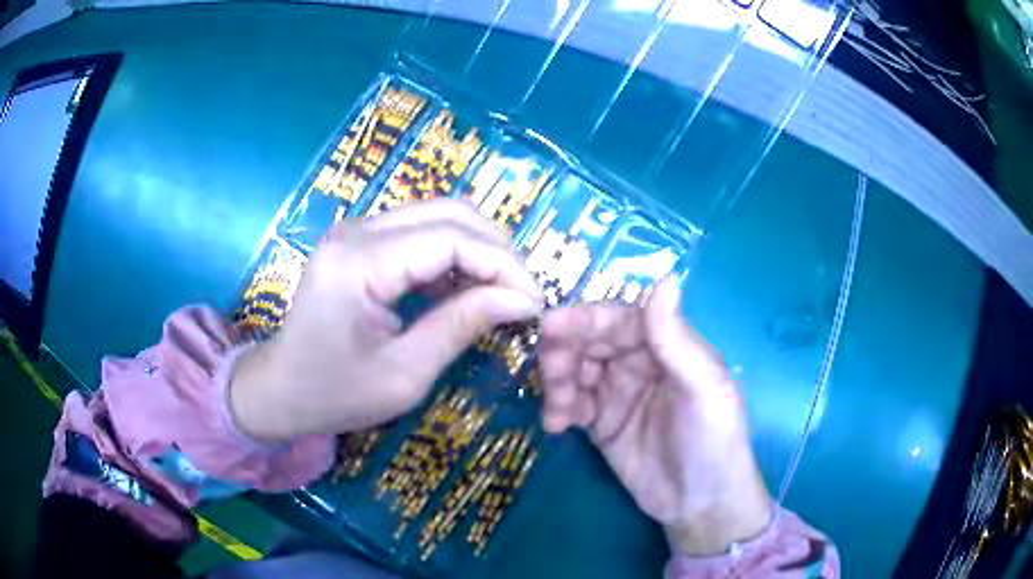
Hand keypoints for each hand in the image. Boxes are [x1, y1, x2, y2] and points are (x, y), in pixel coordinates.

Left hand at [230, 199, 542, 441]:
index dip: (504, 265)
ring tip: (502, 293)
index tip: (536, 303)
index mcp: (360, 262)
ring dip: (480, 249)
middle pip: (450, 212)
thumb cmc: (334, 393)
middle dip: (498, 250)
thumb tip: (523, 301)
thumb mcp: (404, 375)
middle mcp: (358, 230)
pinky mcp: (362, 241)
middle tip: (523, 296)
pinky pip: (421, 232)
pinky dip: (455, 255)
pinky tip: (468, 290)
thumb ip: (462, 326)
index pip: (452, 238)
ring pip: (440, 215)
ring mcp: (358, 230)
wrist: (279, 389)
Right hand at [538, 279, 771, 555]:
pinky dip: (559, 409)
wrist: (700, 505)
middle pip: (591, 341)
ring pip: (575, 370)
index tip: (551, 326)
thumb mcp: (703, 389)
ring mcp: (617, 393)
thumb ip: (677, 339)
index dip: (586, 319)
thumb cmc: (713, 441)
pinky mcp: (601, 423)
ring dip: (558, 382)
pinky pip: (572, 404)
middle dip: (564, 351)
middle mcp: (639, 362)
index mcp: (667, 345)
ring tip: (559, 410)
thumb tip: (665, 278)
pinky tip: (557, 426)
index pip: (620, 319)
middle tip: (550, 372)